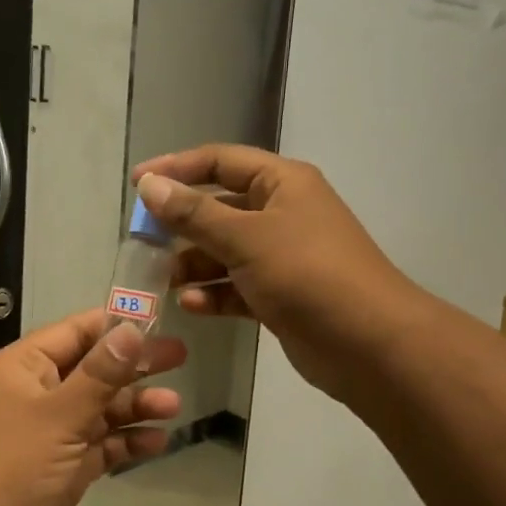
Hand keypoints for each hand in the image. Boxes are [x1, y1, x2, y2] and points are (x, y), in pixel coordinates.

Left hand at [0, 310, 185, 505]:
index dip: (116, 326)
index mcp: (23, 368)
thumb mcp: (60, 415)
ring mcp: (48, 434)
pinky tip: (156, 442)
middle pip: (93, 370)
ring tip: (173, 408)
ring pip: (99, 410)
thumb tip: (131, 328)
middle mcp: (35, 394)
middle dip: (134, 366)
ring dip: (134, 407)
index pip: (75, 332)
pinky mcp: (61, 469)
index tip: (160, 321)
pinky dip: (125, 442)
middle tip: (181, 357)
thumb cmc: (12, 470)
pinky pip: (99, 445)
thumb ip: (100, 373)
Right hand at [132, 145, 413, 399]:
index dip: (177, 168)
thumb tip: (150, 185)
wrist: (369, 344)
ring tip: (164, 281)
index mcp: (282, 183)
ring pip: (226, 251)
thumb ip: (194, 213)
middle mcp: (282, 213)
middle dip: (182, 225)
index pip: (220, 161)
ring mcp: (283, 257)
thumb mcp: (246, 238)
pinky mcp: (281, 295)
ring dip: (195, 264)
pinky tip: (192, 307)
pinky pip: (238, 287)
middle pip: (220, 208)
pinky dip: (216, 294)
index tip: (137, 184)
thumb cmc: (307, 275)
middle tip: (143, 243)